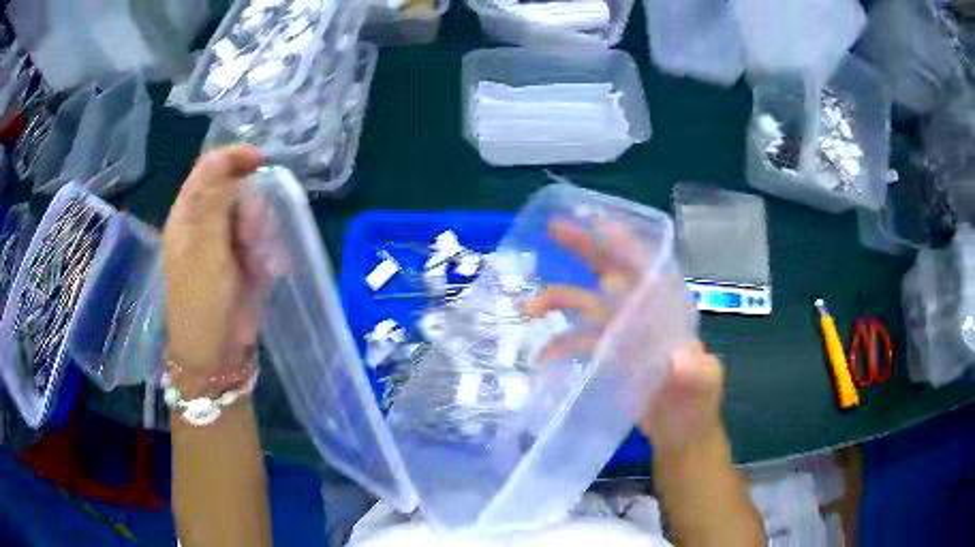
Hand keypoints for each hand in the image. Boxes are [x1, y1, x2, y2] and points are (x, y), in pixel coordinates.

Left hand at [163, 146, 268, 376]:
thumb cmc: (201, 302)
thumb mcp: (205, 249)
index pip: (209, 169)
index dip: (233, 159)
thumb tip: (227, 164)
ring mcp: (226, 242)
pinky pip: (263, 239)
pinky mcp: (244, 260)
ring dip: (260, 233)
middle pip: (236, 190)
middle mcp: (206, 223)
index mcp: (188, 215)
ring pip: (253, 214)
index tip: (261, 161)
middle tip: (250, 236)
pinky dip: (267, 251)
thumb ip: (215, 202)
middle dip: (250, 208)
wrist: (217, 354)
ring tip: (255, 260)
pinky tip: (263, 270)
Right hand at [525, 217, 720, 457]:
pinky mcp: (605, 355)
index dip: (622, 241)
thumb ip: (695, 371)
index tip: (596, 221)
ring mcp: (620, 332)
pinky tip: (542, 357)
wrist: (680, 433)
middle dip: (584, 247)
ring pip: (584, 303)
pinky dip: (557, 344)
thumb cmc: (697, 404)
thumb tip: (678, 359)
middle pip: (609, 270)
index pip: (645, 265)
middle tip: (554, 229)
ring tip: (528, 309)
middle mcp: (641, 311)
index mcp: (667, 307)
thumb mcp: (702, 386)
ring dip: (555, 299)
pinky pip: (576, 341)